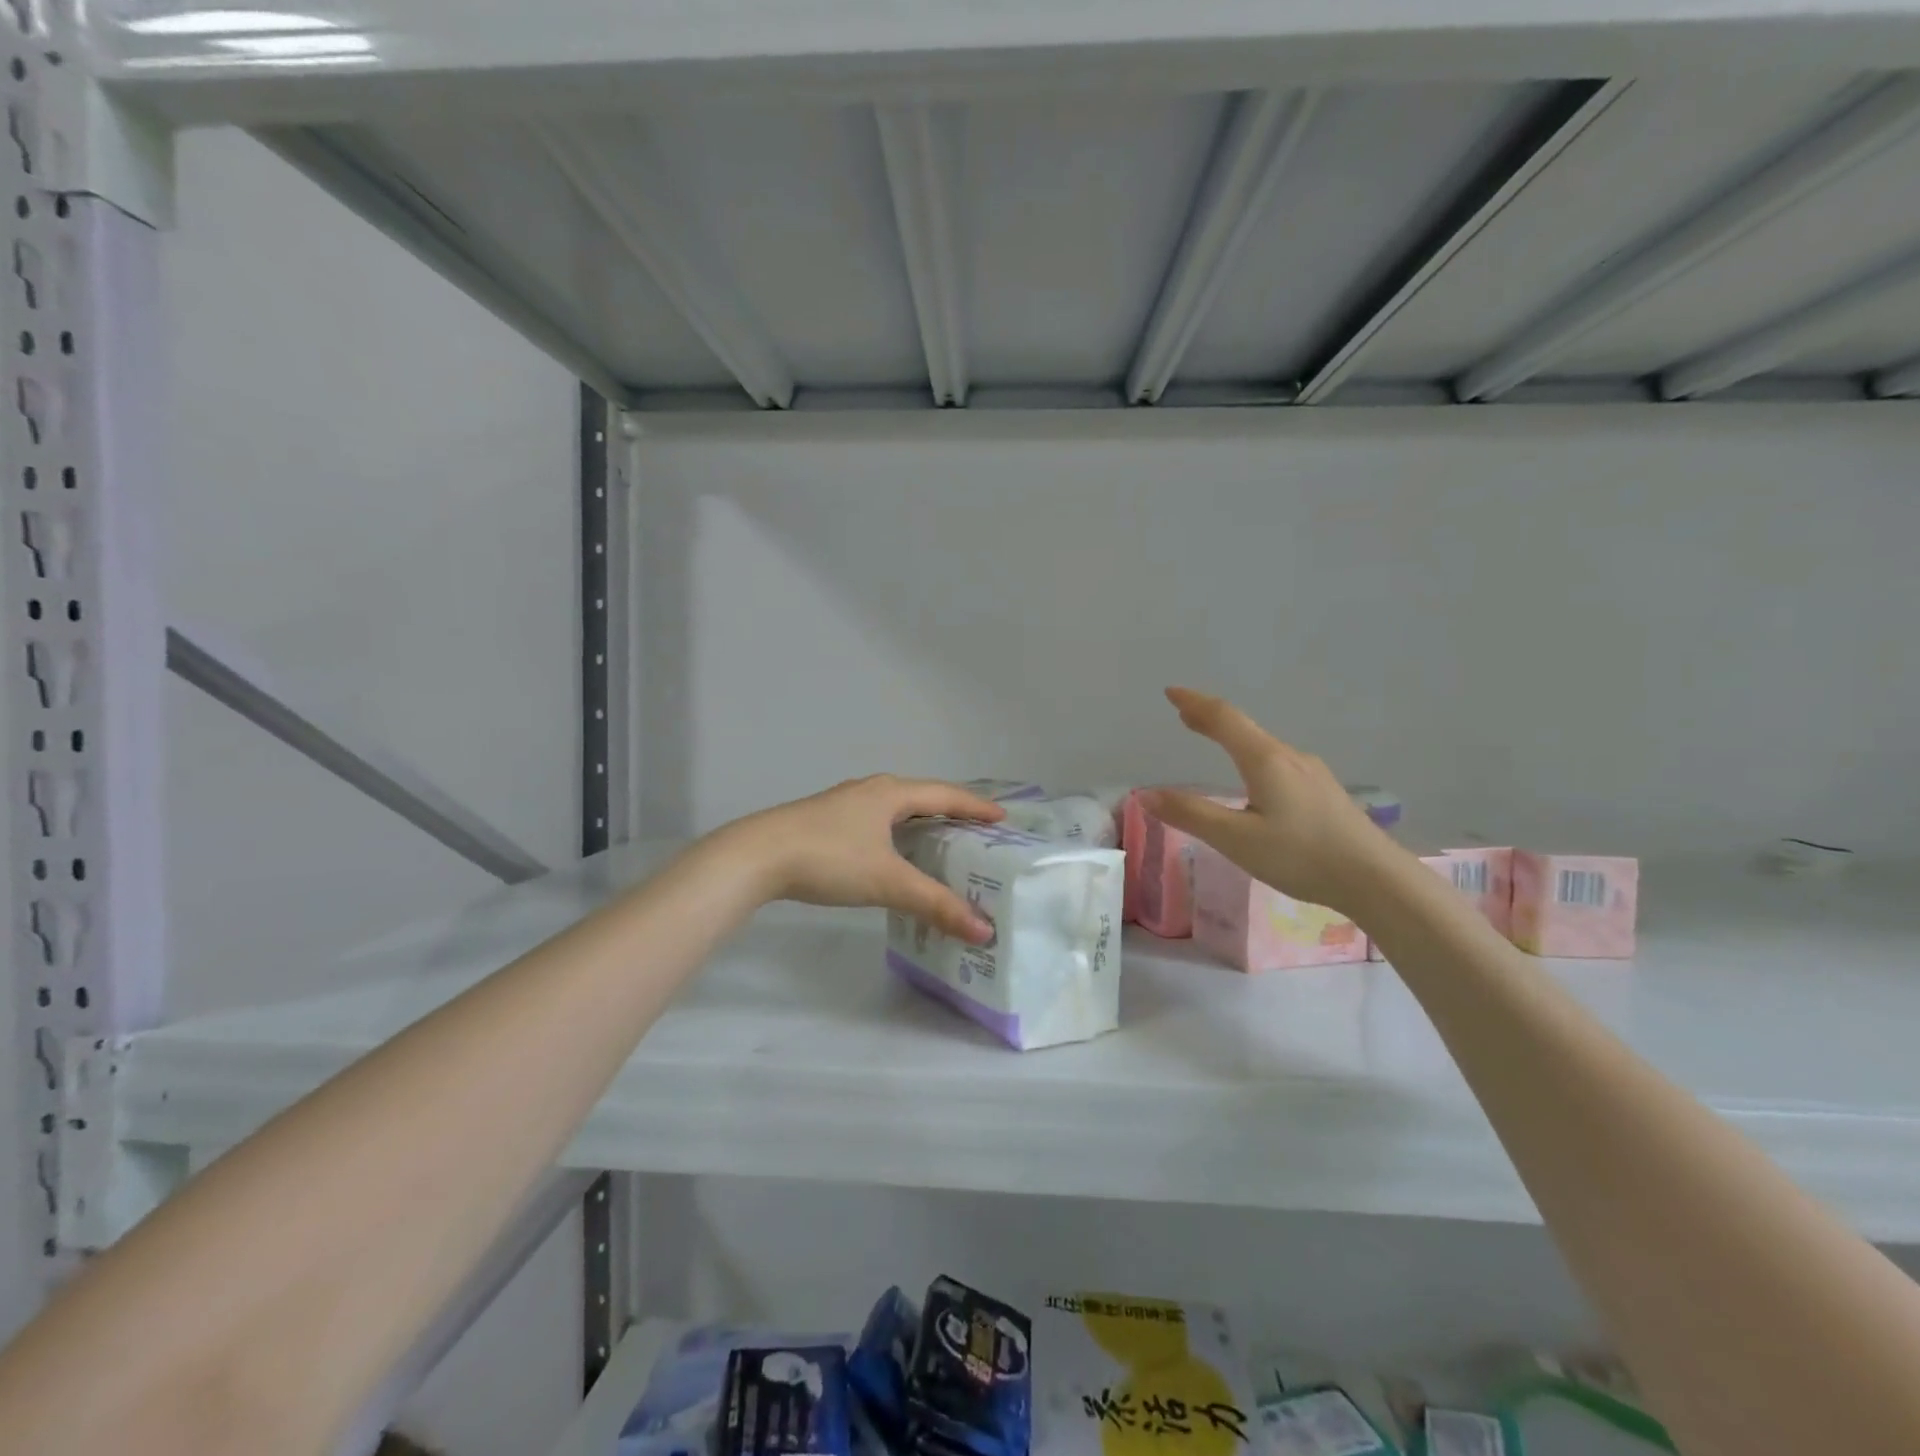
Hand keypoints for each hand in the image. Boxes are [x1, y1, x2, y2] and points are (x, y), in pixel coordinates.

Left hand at [712, 775, 1004, 941]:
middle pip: (922, 797)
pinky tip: (894, 855)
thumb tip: (983, 930)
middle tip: (978, 834)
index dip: (976, 807)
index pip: (946, 795)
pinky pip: (877, 822)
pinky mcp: (826, 821)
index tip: (1003, 818)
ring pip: (896, 810)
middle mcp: (871, 790)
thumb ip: (935, 904)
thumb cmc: (829, 859)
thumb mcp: (887, 882)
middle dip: (952, 813)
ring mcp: (845, 804)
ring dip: (922, 823)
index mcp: (891, 793)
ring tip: (943, 844)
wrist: (756, 857)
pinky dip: (897, 834)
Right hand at [1143, 688, 1392, 915]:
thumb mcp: (1236, 839)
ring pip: (1264, 747)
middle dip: (1211, 719)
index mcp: (1265, 760)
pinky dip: (1253, 757)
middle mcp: (1290, 758)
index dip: (1195, 703)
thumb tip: (1146, 795)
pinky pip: (1279, 764)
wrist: (1376, 880)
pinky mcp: (1325, 793)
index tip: (1171, 692)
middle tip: (1185, 715)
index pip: (1224, 718)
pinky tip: (1256, 781)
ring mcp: (1312, 774)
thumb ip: (1191, 815)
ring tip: (1216, 743)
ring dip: (1234, 739)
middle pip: (1244, 728)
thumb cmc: (1301, 856)